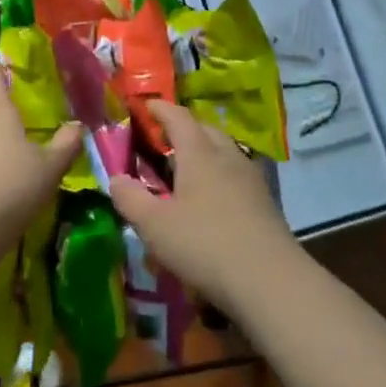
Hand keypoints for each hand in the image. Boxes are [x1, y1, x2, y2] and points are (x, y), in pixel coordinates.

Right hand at [108, 101, 296, 306]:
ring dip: (204, 151)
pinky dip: (219, 174)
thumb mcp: (154, 225)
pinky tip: (211, 198)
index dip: (160, 109)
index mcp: (200, 153)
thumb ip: (130, 198)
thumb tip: (116, 178)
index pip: (178, 117)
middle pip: (205, 130)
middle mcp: (228, 157)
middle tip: (163, 139)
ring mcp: (251, 179)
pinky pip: (236, 174)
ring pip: (224, 151)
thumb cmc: (204, 244)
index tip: (145, 106)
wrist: (269, 281)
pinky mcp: (265, 202)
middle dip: (184, 128)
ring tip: (186, 168)